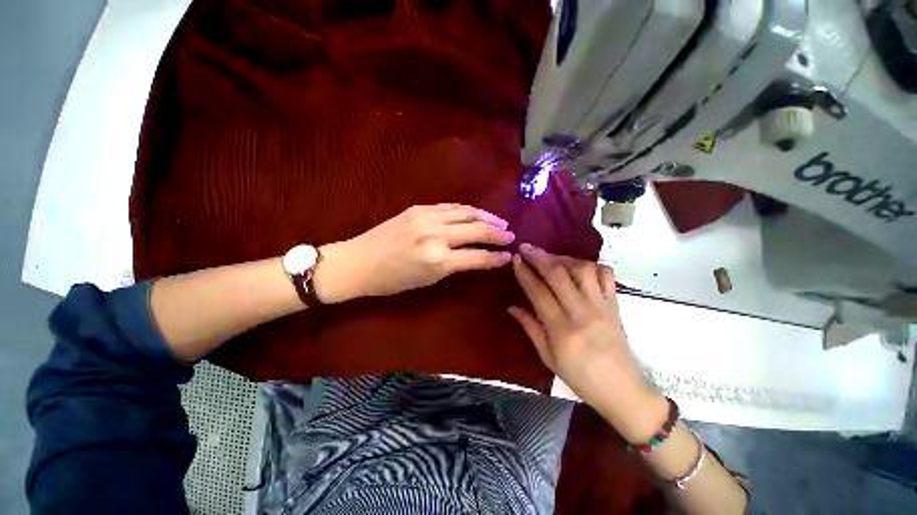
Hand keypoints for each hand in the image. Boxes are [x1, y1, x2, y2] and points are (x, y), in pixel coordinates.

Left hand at [318, 204, 513, 301]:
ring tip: (500, 222)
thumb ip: (455, 266)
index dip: (496, 257)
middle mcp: (436, 235)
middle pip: (477, 230)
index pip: (478, 257)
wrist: (358, 261)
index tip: (508, 256)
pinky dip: (468, 211)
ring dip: (487, 217)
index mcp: (438, 260)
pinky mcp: (419, 208)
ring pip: (467, 213)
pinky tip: (476, 214)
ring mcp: (427, 217)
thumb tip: (477, 257)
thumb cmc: (392, 281)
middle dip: (498, 233)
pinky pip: (451, 207)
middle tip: (511, 235)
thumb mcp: (428, 280)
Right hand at [509, 243, 666, 441]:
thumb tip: (511, 307)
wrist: (622, 390)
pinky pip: (606, 275)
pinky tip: (579, 266)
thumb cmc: (580, 377)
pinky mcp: (615, 304)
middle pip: (559, 275)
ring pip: (583, 270)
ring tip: (550, 257)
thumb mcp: (548, 357)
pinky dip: (591, 265)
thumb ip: (529, 327)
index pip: (539, 292)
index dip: (525, 273)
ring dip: (563, 258)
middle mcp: (582, 313)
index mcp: (562, 330)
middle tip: (526, 247)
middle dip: (540, 257)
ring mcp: (602, 306)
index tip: (516, 258)